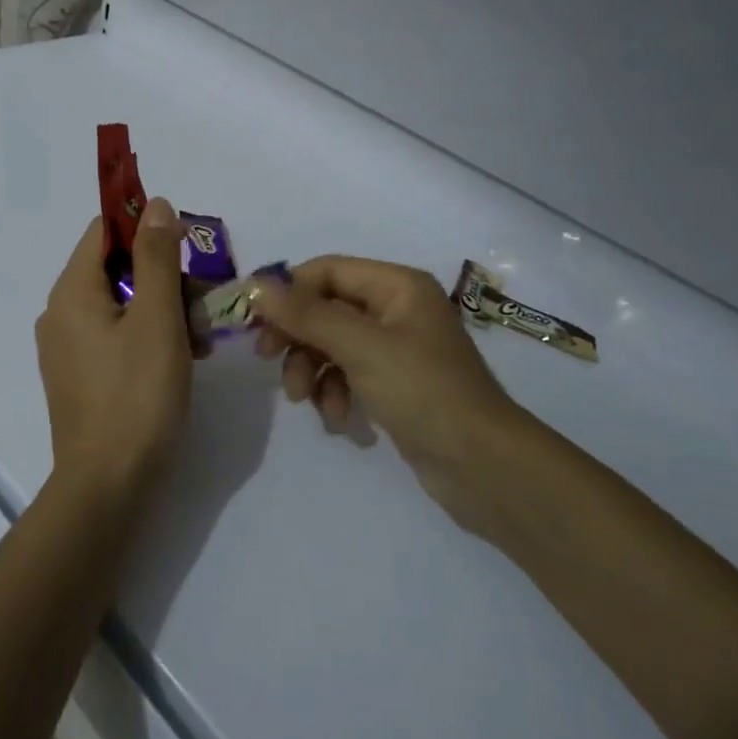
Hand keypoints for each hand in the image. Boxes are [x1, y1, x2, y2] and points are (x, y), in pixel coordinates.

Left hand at [35, 197, 193, 498]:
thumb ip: (157, 257)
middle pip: (118, 270)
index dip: (148, 233)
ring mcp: (68, 348)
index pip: (106, 232)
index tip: (188, 255)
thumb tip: (155, 205)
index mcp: (72, 291)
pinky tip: (181, 361)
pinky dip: (149, 338)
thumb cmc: (136, 394)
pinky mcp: (80, 377)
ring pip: (122, 306)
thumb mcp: (157, 318)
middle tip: (203, 310)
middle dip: (165, 281)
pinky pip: (116, 337)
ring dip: (164, 312)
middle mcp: (61, 313)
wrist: (108, 486)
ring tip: (198, 344)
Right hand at [253, 257, 541, 534]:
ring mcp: (396, 348)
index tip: (254, 320)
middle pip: (326, 308)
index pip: (327, 271)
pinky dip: (335, 392)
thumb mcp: (360, 346)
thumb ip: (305, 315)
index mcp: (397, 286)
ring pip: (332, 344)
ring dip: (312, 369)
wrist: (483, 467)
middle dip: (297, 336)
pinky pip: (348, 374)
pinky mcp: (395, 384)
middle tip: (266, 359)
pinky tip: (339, 419)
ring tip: (304, 400)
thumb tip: (255, 287)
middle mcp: (396, 308)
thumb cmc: (423, 391)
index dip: (288, 291)